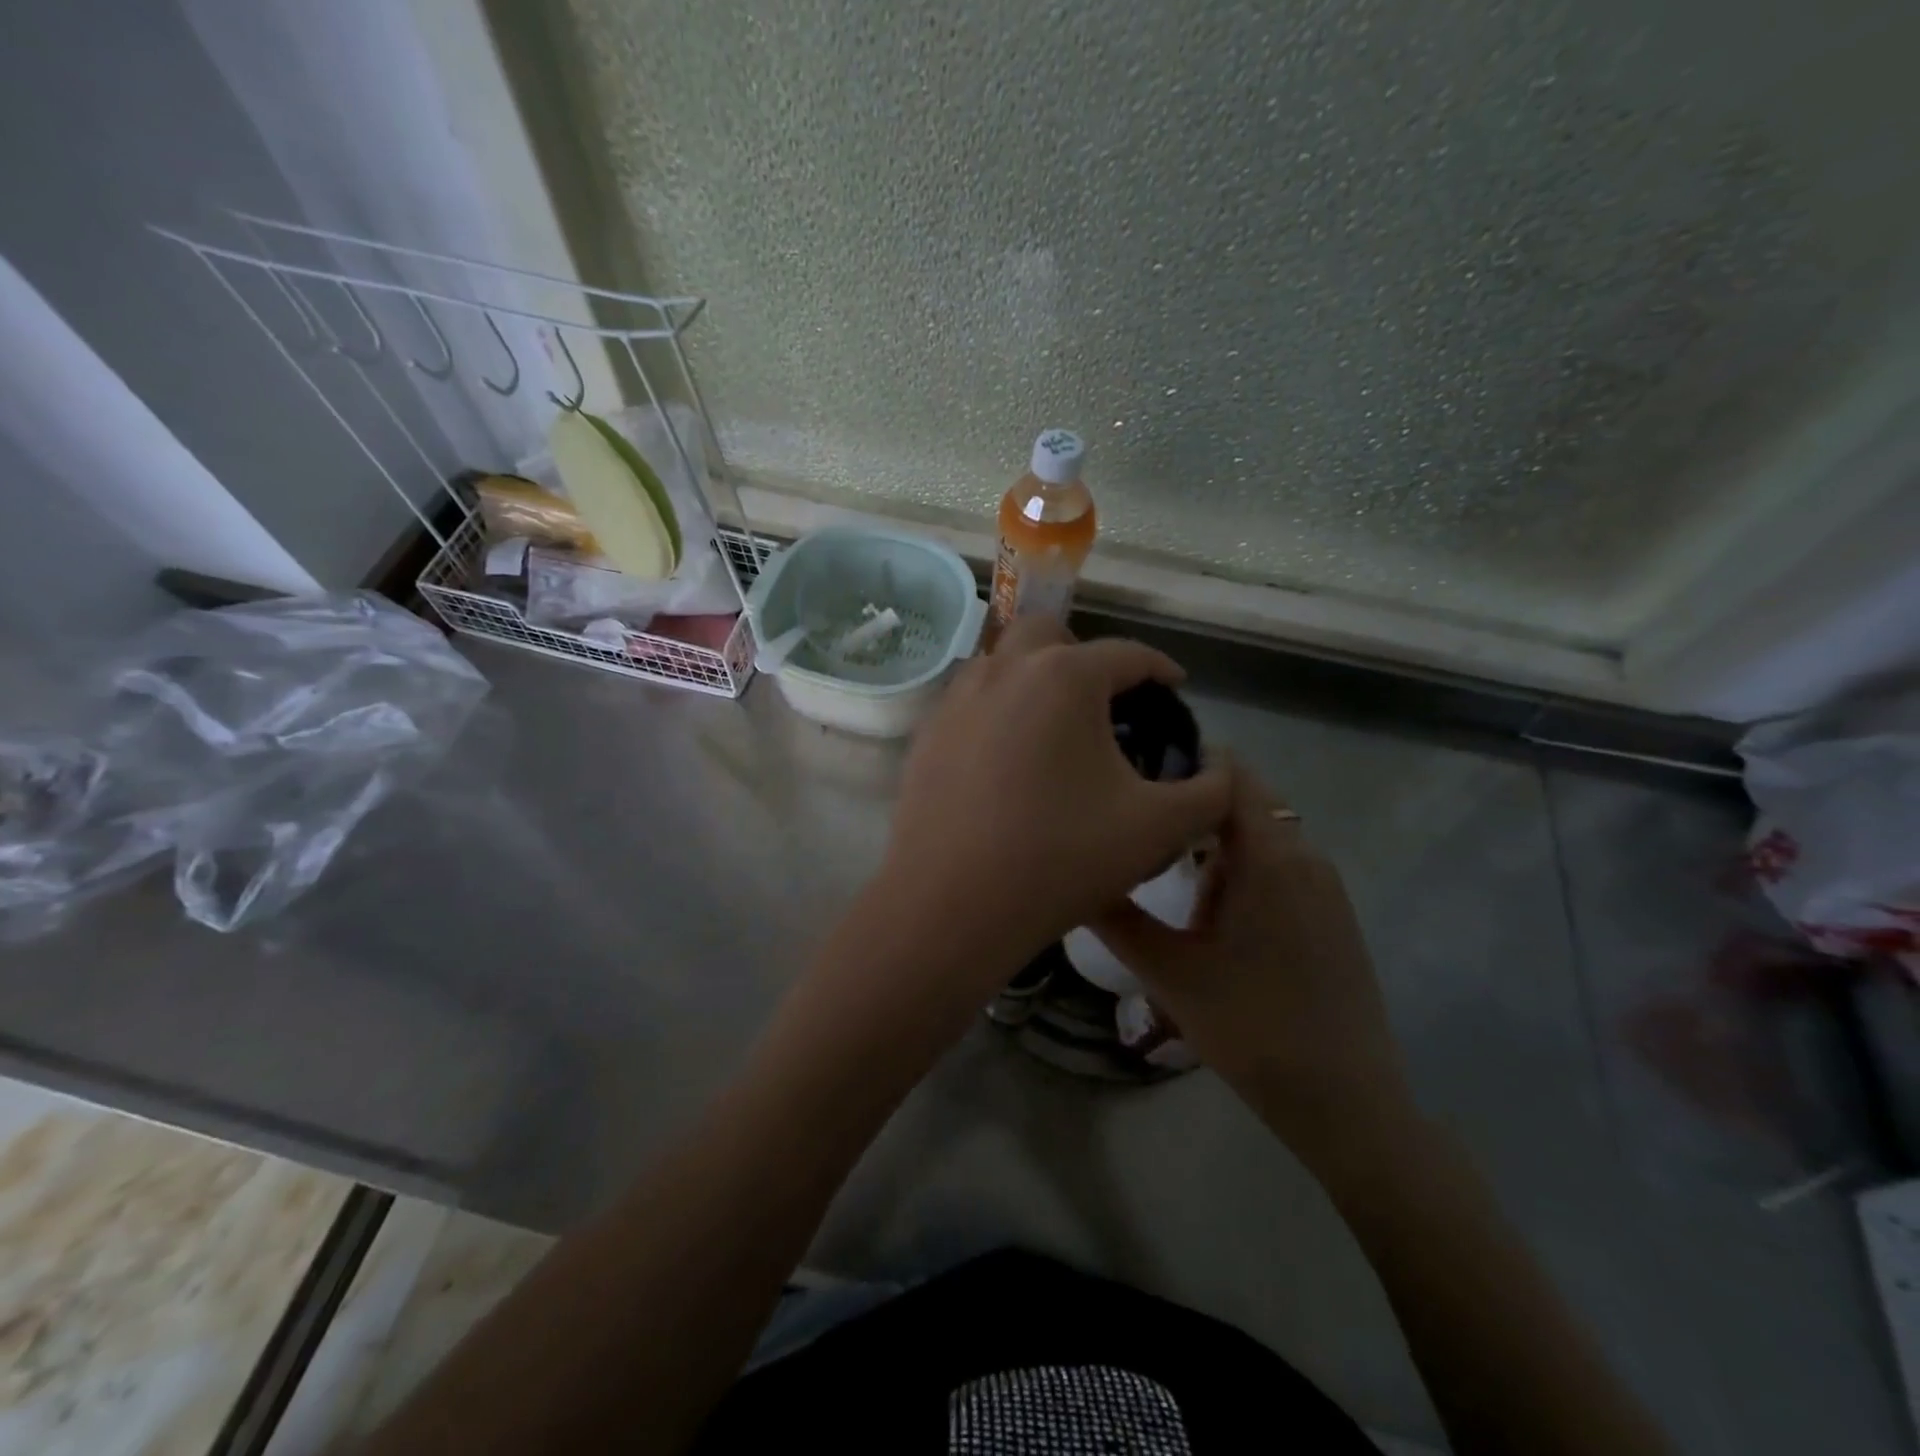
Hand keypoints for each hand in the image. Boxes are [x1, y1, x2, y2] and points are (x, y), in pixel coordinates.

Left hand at [879, 617, 1230, 989]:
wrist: (951, 905)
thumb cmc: (1061, 857)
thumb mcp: (1158, 828)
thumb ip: (1208, 793)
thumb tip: (1219, 772)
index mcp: (1064, 675)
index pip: (1128, 653)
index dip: (1160, 670)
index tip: (1175, 691)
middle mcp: (1004, 669)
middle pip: (1051, 633)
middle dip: (1085, 656)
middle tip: (1106, 701)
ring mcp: (955, 699)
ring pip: (1002, 663)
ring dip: (1035, 677)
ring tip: (1055, 728)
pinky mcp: (926, 734)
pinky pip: (971, 701)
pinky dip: (998, 710)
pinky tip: (1007, 758)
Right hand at [1090, 759, 1414, 1164]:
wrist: (1348, 1103)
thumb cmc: (1252, 1029)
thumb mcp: (1169, 972)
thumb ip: (1116, 916)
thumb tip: (1074, 873)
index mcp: (1270, 854)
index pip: (1227, 771)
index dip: (1180, 758)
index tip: (1131, 772)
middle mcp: (1304, 854)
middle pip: (1241, 800)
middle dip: (1187, 807)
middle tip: (1134, 828)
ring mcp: (1325, 884)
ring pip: (1257, 835)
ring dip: (1212, 845)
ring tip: (1165, 879)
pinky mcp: (1332, 912)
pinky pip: (1278, 864)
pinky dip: (1239, 870)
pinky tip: (1210, 918)